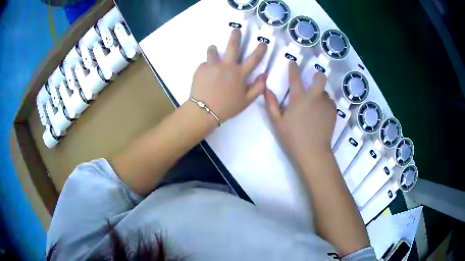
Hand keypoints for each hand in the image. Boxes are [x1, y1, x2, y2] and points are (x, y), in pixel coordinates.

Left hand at [190, 29, 266, 122]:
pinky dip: (207, 67)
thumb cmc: (227, 107)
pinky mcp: (201, 68)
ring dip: (214, 49)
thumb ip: (257, 88)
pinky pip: (205, 63)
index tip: (263, 42)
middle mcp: (227, 66)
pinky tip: (205, 76)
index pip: (253, 59)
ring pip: (213, 50)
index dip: (260, 50)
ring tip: (213, 50)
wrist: (204, 111)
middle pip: (233, 46)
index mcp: (240, 74)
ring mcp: (213, 65)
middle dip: (235, 36)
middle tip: (235, 29)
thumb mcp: (246, 101)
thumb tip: (264, 75)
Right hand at [265, 62, 335, 159]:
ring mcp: (326, 104)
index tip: (293, 62)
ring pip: (325, 92)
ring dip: (320, 94)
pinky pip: (330, 102)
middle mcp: (314, 97)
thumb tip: (266, 89)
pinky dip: (325, 104)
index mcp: (298, 98)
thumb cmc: (293, 138)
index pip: (295, 77)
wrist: (313, 152)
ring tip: (315, 106)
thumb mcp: (278, 122)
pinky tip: (321, 115)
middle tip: (313, 81)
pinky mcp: (333, 112)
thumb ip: (271, 104)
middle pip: (320, 78)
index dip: (293, 67)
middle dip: (317, 76)